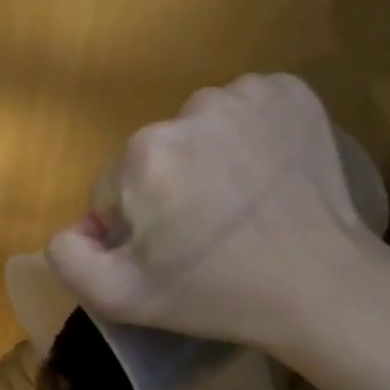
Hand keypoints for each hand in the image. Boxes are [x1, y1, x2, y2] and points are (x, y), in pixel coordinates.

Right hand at [45, 73, 389, 365]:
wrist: (322, 286)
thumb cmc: (215, 295)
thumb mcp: (120, 298)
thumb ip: (68, 257)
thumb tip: (72, 226)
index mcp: (144, 156)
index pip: (112, 189)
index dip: (132, 227)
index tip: (168, 254)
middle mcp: (190, 108)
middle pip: (152, 156)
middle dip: (166, 190)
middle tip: (204, 233)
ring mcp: (247, 94)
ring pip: (196, 129)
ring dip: (204, 159)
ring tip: (237, 204)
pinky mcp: (291, 91)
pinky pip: (242, 109)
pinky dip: (245, 136)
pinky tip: (263, 175)